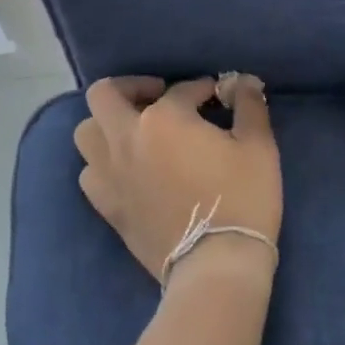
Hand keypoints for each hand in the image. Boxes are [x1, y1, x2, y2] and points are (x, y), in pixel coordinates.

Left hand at [74, 75, 281, 283]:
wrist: (216, 264)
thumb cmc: (242, 198)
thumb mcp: (258, 146)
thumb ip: (249, 105)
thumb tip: (243, 81)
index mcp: (163, 118)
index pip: (180, 90)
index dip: (201, 89)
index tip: (215, 97)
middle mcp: (125, 138)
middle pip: (104, 95)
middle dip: (130, 87)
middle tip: (156, 97)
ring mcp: (109, 174)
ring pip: (86, 133)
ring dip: (107, 124)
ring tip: (134, 132)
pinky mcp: (106, 206)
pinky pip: (89, 174)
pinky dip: (102, 164)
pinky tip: (126, 170)